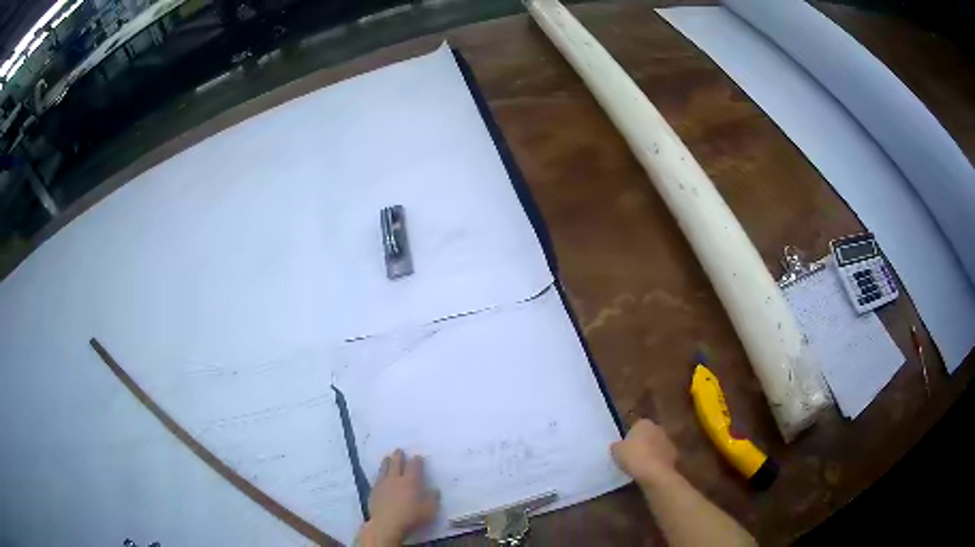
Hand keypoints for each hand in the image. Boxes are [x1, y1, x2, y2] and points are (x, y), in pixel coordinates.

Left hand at [359, 449, 438, 545]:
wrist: (387, 524)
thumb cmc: (411, 517)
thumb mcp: (430, 510)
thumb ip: (433, 498)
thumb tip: (434, 489)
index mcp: (411, 481)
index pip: (414, 466)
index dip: (417, 460)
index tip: (418, 456)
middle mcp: (396, 479)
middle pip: (396, 463)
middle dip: (399, 456)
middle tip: (399, 450)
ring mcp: (383, 484)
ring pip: (384, 469)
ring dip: (386, 462)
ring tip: (387, 458)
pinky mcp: (374, 491)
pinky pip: (377, 479)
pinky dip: (379, 475)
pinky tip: (379, 476)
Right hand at [611, 418, 677, 486]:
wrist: (655, 473)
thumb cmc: (633, 457)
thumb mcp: (616, 451)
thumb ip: (617, 446)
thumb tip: (617, 446)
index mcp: (644, 423)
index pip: (635, 427)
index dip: (629, 438)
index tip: (624, 448)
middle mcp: (658, 428)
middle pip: (647, 435)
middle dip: (641, 443)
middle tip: (631, 456)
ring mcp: (668, 441)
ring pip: (655, 446)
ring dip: (650, 452)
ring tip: (639, 466)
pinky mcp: (673, 454)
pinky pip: (661, 457)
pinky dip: (656, 462)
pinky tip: (648, 471)